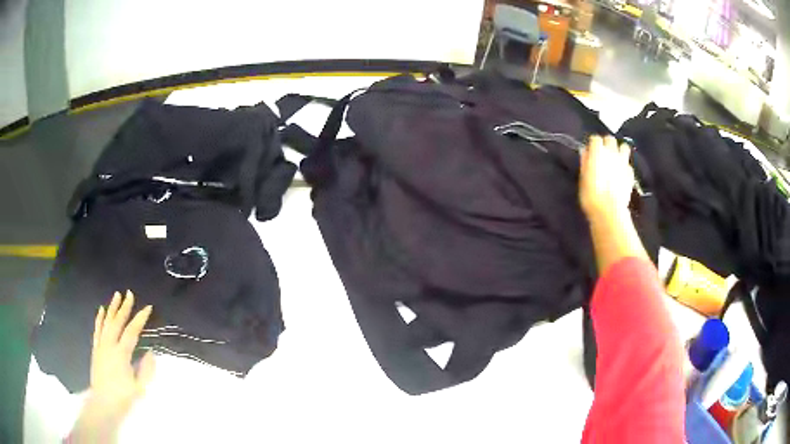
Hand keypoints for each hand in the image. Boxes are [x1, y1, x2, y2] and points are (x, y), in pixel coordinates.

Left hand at [70, 291, 153, 441]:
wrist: (103, 403)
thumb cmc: (123, 397)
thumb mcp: (139, 387)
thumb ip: (146, 370)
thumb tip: (151, 353)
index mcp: (121, 354)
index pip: (132, 332)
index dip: (140, 319)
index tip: (148, 307)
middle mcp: (110, 345)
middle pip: (117, 322)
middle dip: (125, 307)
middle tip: (130, 293)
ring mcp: (101, 345)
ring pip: (106, 322)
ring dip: (112, 308)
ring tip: (116, 295)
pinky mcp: (96, 349)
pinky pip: (97, 330)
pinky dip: (99, 319)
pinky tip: (101, 310)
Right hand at [579, 135, 634, 221]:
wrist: (609, 210)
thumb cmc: (591, 194)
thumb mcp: (583, 177)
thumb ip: (585, 161)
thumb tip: (584, 151)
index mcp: (598, 151)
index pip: (595, 139)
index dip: (592, 144)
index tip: (590, 151)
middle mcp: (612, 152)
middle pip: (610, 139)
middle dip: (606, 143)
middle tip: (603, 153)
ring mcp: (623, 162)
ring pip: (624, 147)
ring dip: (619, 150)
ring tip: (615, 159)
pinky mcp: (631, 173)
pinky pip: (628, 164)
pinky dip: (625, 166)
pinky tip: (621, 174)